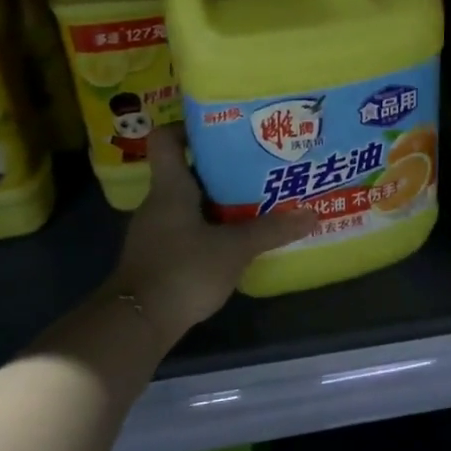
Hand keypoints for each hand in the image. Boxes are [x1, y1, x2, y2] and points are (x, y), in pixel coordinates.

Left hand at [111, 126, 315, 342]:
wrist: (138, 322)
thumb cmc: (183, 270)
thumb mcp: (234, 249)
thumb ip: (271, 230)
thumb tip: (312, 214)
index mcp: (170, 188)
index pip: (166, 139)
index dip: (189, 127)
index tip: (222, 128)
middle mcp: (158, 203)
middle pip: (186, 171)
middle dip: (220, 167)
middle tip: (256, 165)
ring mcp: (155, 232)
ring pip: (189, 203)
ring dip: (217, 201)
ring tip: (255, 200)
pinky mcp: (159, 256)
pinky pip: (187, 230)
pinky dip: (210, 229)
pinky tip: (236, 239)